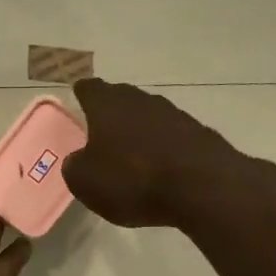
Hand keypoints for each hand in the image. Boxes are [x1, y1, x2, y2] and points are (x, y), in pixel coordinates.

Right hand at [61, 79, 243, 227]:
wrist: (201, 187)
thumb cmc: (132, 181)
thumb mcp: (86, 182)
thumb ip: (75, 166)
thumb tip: (78, 159)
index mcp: (108, 105)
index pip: (89, 88)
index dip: (82, 94)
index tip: (78, 99)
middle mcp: (141, 100)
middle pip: (121, 99)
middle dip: (111, 112)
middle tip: (101, 131)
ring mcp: (174, 114)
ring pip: (149, 116)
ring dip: (139, 130)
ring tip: (132, 154)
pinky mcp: (198, 133)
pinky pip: (172, 136)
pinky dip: (163, 147)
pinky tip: (162, 168)